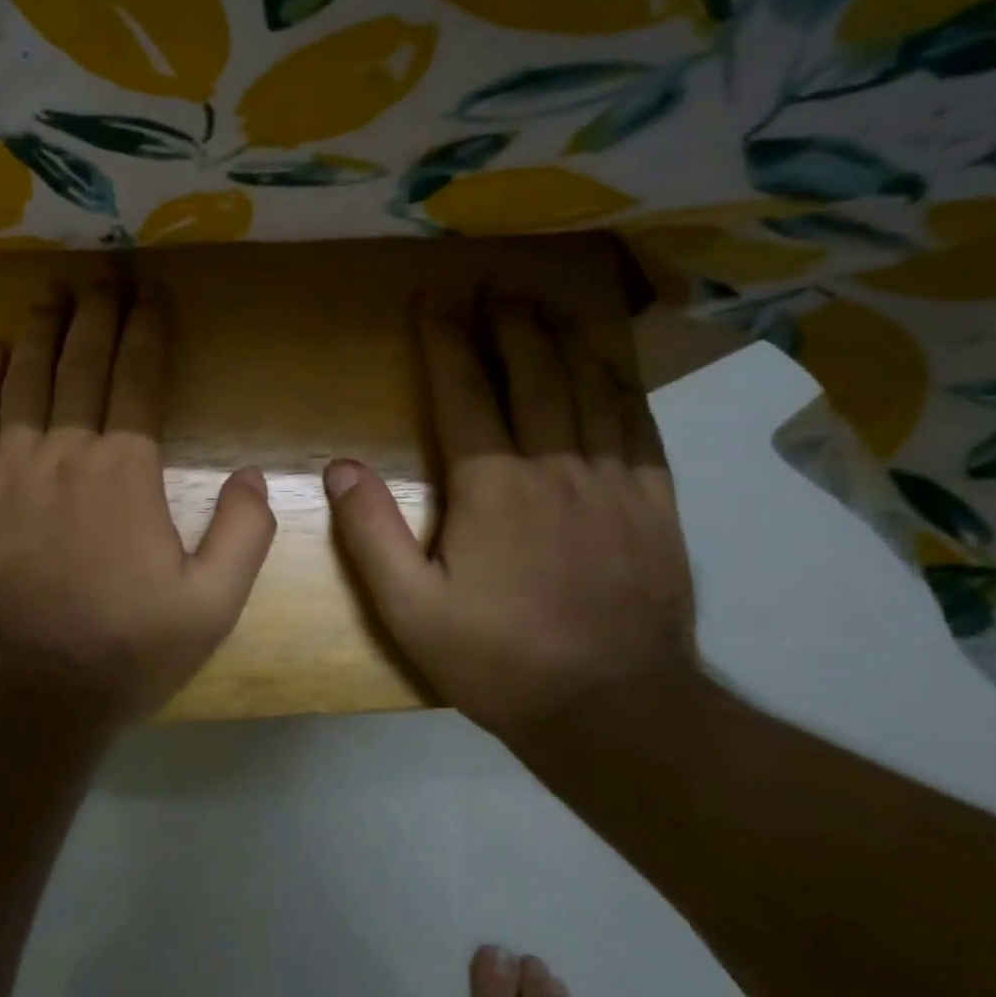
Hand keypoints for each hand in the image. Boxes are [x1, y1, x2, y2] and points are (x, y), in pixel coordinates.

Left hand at [0, 284, 276, 727]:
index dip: (146, 329)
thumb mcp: (210, 607)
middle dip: (96, 313)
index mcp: (125, 471)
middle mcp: (67, 451)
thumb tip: (254, 476)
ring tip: (51, 291)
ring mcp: (11, 467)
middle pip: (82, 363)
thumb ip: (244, 535)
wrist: (21, 692)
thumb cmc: (119, 649)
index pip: (138, 378)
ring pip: (27, 379)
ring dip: (41, 330)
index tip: (151, 293)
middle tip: (103, 272)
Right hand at [324, 293, 696, 739]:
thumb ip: (371, 534)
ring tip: (546, 304)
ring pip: (590, 386)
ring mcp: (613, 480)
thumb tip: (341, 466)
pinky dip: (620, 384)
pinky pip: (638, 424)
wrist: (616, 712)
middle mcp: (555, 465)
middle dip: (508, 321)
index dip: (445, 338)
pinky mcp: (654, 503)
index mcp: (493, 485)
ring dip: (564, 338)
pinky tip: (609, 366)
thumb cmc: (500, 659)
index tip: (433, 298)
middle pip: (533, 371)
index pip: (464, 390)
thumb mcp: (411, 610)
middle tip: (492, 284)